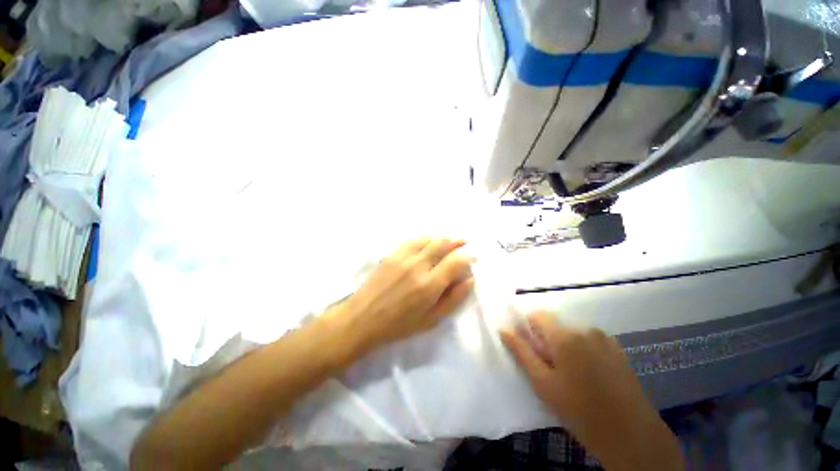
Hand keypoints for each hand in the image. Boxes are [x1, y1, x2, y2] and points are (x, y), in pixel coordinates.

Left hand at [339, 237, 474, 349]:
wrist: (363, 318)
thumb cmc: (399, 325)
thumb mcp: (431, 320)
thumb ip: (453, 299)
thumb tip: (469, 279)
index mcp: (429, 285)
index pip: (455, 262)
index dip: (468, 256)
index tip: (474, 254)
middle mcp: (417, 266)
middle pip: (442, 244)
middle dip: (457, 241)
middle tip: (465, 242)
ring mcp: (403, 257)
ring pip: (428, 239)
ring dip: (442, 237)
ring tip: (451, 239)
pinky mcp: (392, 254)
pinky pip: (413, 240)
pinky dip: (426, 238)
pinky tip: (430, 240)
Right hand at [501, 312, 683, 470]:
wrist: (633, 436)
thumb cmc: (580, 412)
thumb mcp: (543, 384)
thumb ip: (521, 352)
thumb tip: (504, 330)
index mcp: (564, 337)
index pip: (537, 316)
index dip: (529, 330)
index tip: (532, 351)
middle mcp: (585, 330)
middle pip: (555, 325)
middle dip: (547, 341)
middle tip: (552, 370)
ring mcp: (604, 339)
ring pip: (572, 334)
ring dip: (565, 347)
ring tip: (572, 377)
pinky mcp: (617, 350)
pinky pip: (589, 341)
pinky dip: (582, 351)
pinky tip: (590, 377)